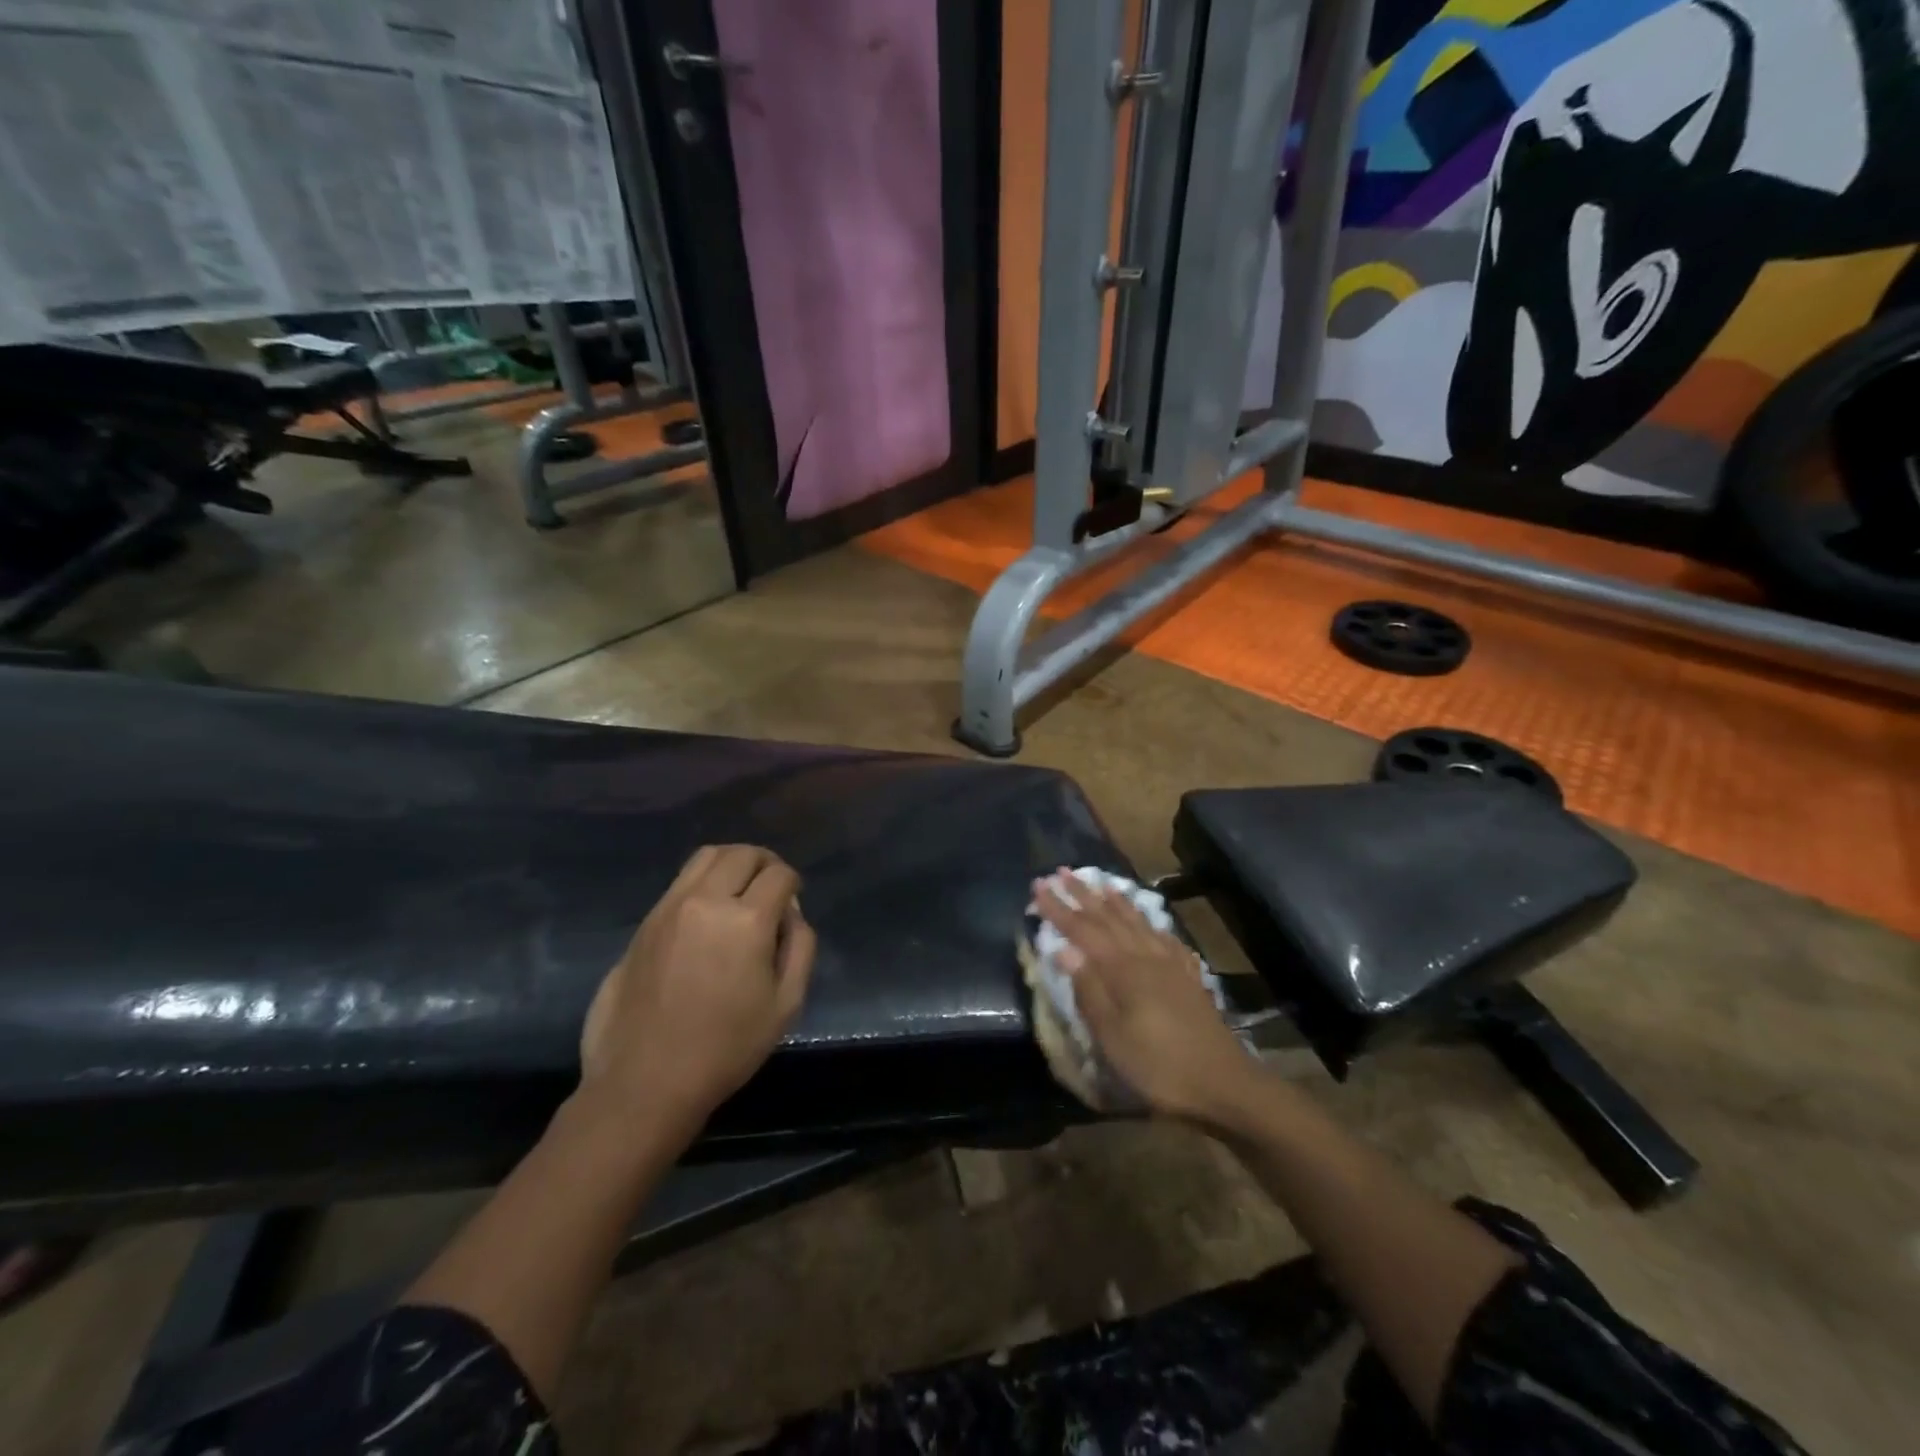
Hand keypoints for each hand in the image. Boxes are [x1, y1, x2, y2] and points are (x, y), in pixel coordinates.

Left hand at [580, 845, 816, 1128]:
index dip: (793, 883)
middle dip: (766, 863)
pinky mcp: (645, 922)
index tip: (794, 902)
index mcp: (747, 921)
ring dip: (732, 862)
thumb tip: (791, 914)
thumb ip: (800, 948)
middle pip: (743, 854)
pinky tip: (709, 911)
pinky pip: (681, 881)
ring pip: (707, 856)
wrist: (645, 1081)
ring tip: (741, 887)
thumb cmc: (726, 1048)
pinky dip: (704, 880)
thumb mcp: (786, 1005)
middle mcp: (706, 901)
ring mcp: (670, 908)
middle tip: (773, 887)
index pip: (779, 874)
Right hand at [1035, 872, 1252, 1125]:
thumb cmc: (1158, 1066)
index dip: (1058, 908)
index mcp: (1122, 969)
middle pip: (1108, 918)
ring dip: (1115, 901)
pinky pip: (1164, 938)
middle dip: (1082, 895)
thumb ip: (1088, 990)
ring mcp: (1170, 965)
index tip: (1038, 885)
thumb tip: (1062, 948)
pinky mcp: (1188, 978)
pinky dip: (1151, 923)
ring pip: (1137, 922)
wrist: (1224, 1084)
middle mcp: (1145, 956)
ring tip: (1101, 882)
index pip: (1082, 930)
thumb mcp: (1113, 1036)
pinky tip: (1151, 922)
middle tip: (1061, 872)